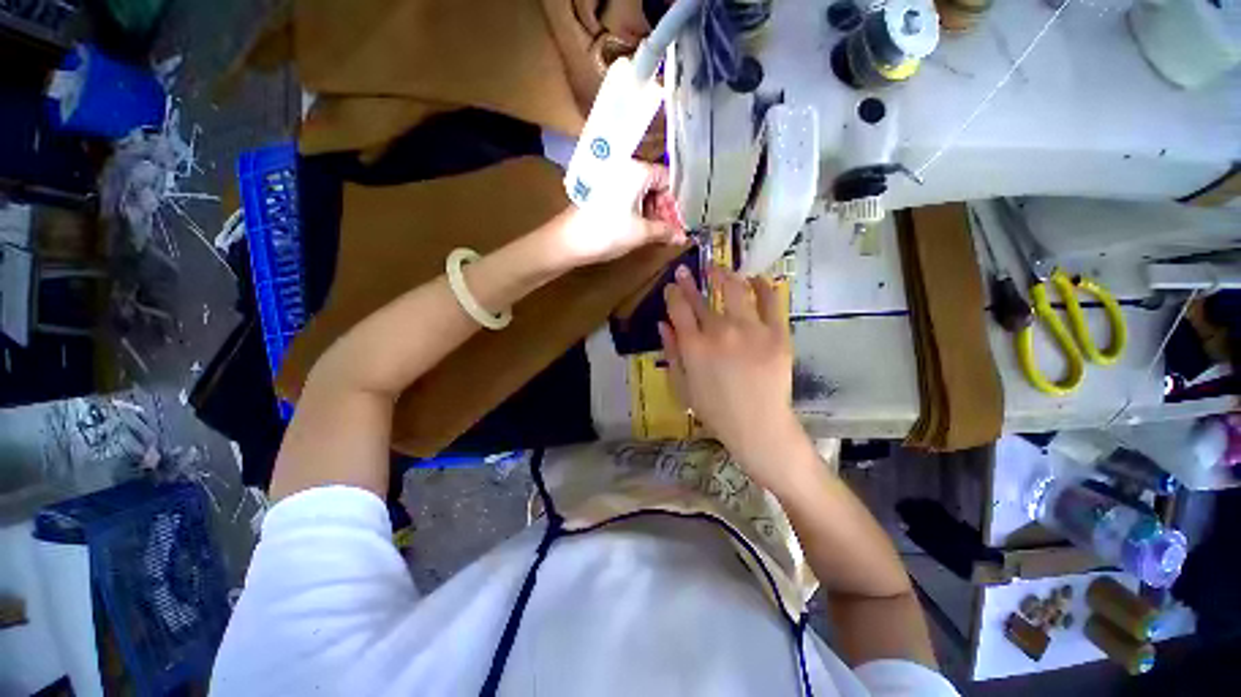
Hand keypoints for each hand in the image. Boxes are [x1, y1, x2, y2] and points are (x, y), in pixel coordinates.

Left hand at [554, 161, 686, 265]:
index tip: (679, 223)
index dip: (676, 202)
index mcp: (637, 170)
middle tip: (669, 232)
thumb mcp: (641, 232)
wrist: (568, 241)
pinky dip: (637, 211)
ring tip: (656, 234)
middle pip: (654, 184)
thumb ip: (665, 231)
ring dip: (652, 212)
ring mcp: (611, 179)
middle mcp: (625, 168)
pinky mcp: (601, 191)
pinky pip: (627, 197)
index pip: (667, 179)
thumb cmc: (608, 232)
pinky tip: (640, 228)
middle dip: (664, 209)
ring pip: (641, 192)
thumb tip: (684, 237)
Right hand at [660, 265, 815, 493]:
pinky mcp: (777, 333)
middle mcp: (720, 331)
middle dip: (691, 280)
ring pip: (735, 290)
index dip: (673, 293)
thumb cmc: (715, 411)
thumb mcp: (682, 386)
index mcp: (694, 346)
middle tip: (687, 269)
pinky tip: (755, 279)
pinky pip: (770, 301)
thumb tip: (662, 323)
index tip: (671, 285)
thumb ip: (671, 352)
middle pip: (702, 297)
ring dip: (724, 275)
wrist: (758, 427)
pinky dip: (762, 286)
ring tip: (719, 269)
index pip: (679, 308)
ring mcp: (751, 330)